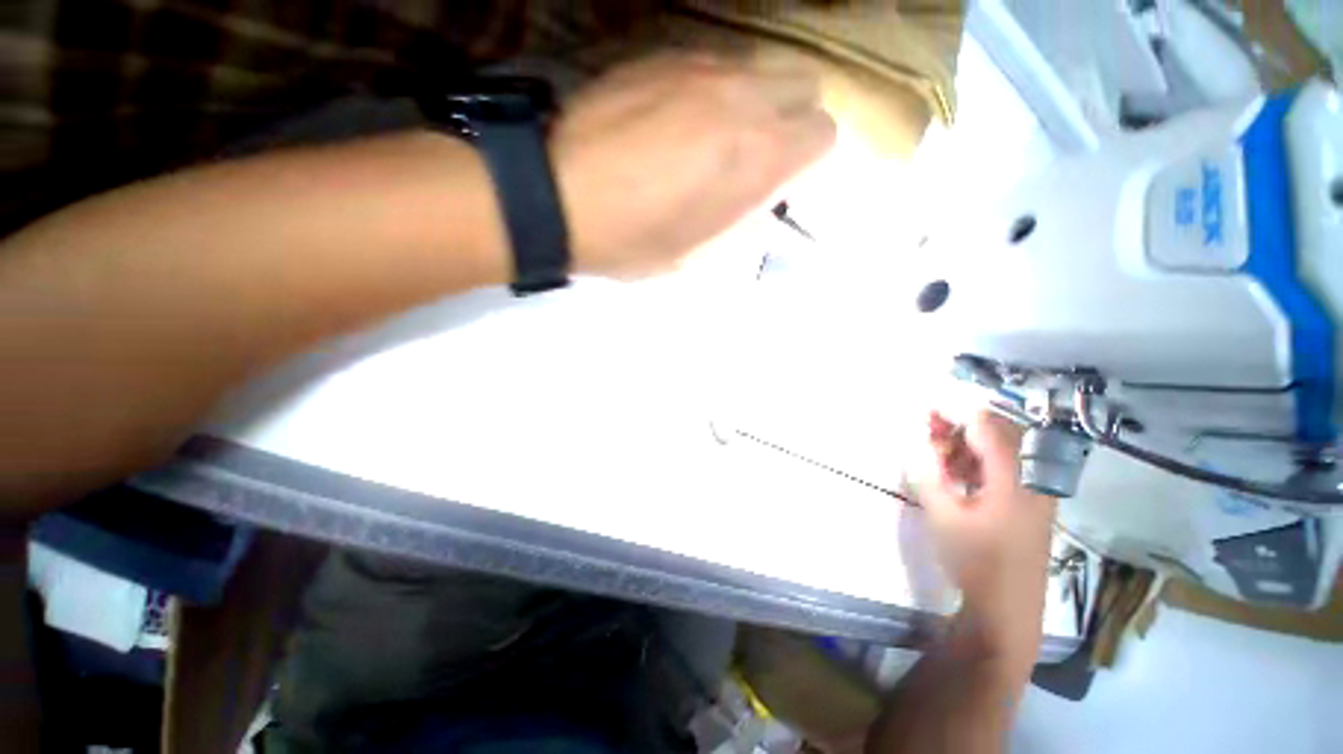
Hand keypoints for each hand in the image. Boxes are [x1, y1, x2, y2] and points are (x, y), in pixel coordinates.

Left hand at [551, 53, 835, 278]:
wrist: (560, 198)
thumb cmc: (634, 241)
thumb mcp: (700, 256)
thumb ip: (746, 222)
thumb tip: (765, 202)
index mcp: (759, 157)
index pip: (825, 134)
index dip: (806, 160)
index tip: (778, 180)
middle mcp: (744, 99)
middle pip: (805, 84)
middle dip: (792, 118)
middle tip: (755, 153)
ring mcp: (703, 68)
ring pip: (763, 66)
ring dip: (756, 100)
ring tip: (717, 136)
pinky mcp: (665, 54)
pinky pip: (715, 63)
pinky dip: (715, 89)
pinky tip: (678, 118)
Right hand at [917, 411, 1057, 675]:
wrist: (1008, 610)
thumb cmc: (975, 560)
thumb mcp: (942, 514)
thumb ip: (929, 470)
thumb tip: (917, 439)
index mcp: (1015, 477)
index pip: (986, 425)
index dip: (954, 412)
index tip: (924, 409)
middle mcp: (1033, 477)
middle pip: (998, 433)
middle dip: (959, 427)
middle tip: (927, 432)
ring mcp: (1036, 491)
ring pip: (1002, 450)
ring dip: (967, 445)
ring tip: (937, 456)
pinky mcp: (1031, 504)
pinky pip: (1006, 469)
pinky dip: (979, 463)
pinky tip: (957, 476)